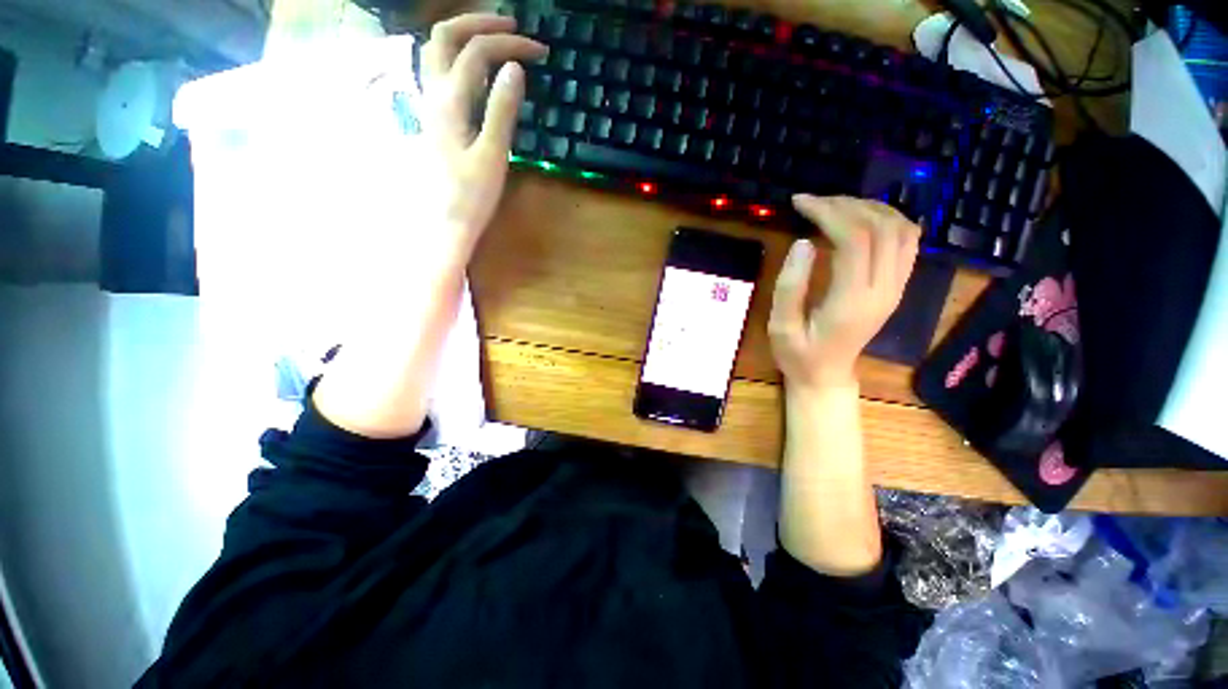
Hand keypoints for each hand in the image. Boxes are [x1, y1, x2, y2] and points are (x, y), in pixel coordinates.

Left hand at [419, 14, 546, 248]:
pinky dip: (460, 57)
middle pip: (445, 35)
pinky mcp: (434, 117)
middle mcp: (432, 93)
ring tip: (495, 39)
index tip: (540, 54)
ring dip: (465, 35)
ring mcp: (429, 104)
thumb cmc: (473, 194)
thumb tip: (515, 68)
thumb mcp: (493, 154)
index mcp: (449, 101)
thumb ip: (502, 109)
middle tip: (513, 27)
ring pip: (436, 50)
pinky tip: (478, 70)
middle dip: (480, 23)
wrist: (447, 220)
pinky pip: (439, 71)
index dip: (510, 45)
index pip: (478, 52)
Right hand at [769, 195, 920, 391]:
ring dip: (869, 208)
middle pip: (881, 228)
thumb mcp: (781, 327)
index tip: (800, 203)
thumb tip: (803, 242)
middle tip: (812, 203)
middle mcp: (884, 290)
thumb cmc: (798, 355)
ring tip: (834, 207)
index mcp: (852, 302)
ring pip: (901, 229)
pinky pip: (907, 241)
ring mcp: (896, 287)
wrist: (826, 375)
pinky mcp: (897, 286)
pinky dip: (887, 220)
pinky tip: (860, 219)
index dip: (828, 213)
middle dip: (846, 205)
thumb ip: (789, 287)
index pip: (855, 240)